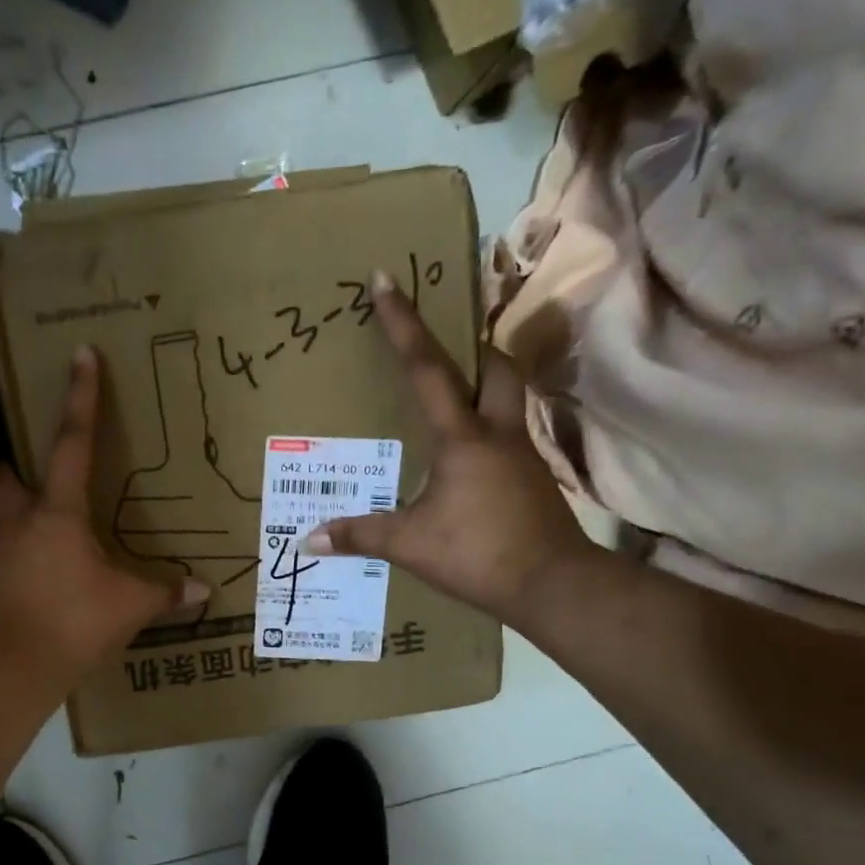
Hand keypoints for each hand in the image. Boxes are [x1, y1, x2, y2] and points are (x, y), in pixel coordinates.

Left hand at [0, 345, 206, 691]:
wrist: (10, 670)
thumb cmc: (73, 622)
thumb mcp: (129, 606)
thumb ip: (165, 593)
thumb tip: (203, 590)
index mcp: (58, 515)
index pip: (72, 444)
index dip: (80, 398)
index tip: (80, 353)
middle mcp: (21, 525)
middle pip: (7, 477)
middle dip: (16, 461)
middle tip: (32, 462)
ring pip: (4, 518)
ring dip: (21, 514)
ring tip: (50, 530)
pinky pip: (6, 558)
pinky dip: (23, 557)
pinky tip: (43, 577)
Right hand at [302, 271, 592, 624]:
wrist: (554, 585)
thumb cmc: (478, 553)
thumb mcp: (410, 545)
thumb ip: (360, 535)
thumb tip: (309, 538)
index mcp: (462, 437)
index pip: (427, 368)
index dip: (402, 323)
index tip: (385, 279)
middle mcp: (497, 433)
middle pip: (496, 367)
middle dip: (472, 346)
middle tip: (445, 347)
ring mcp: (521, 454)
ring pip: (509, 398)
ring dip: (485, 384)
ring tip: (452, 397)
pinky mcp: (532, 479)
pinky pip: (508, 435)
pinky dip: (487, 428)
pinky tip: (465, 456)